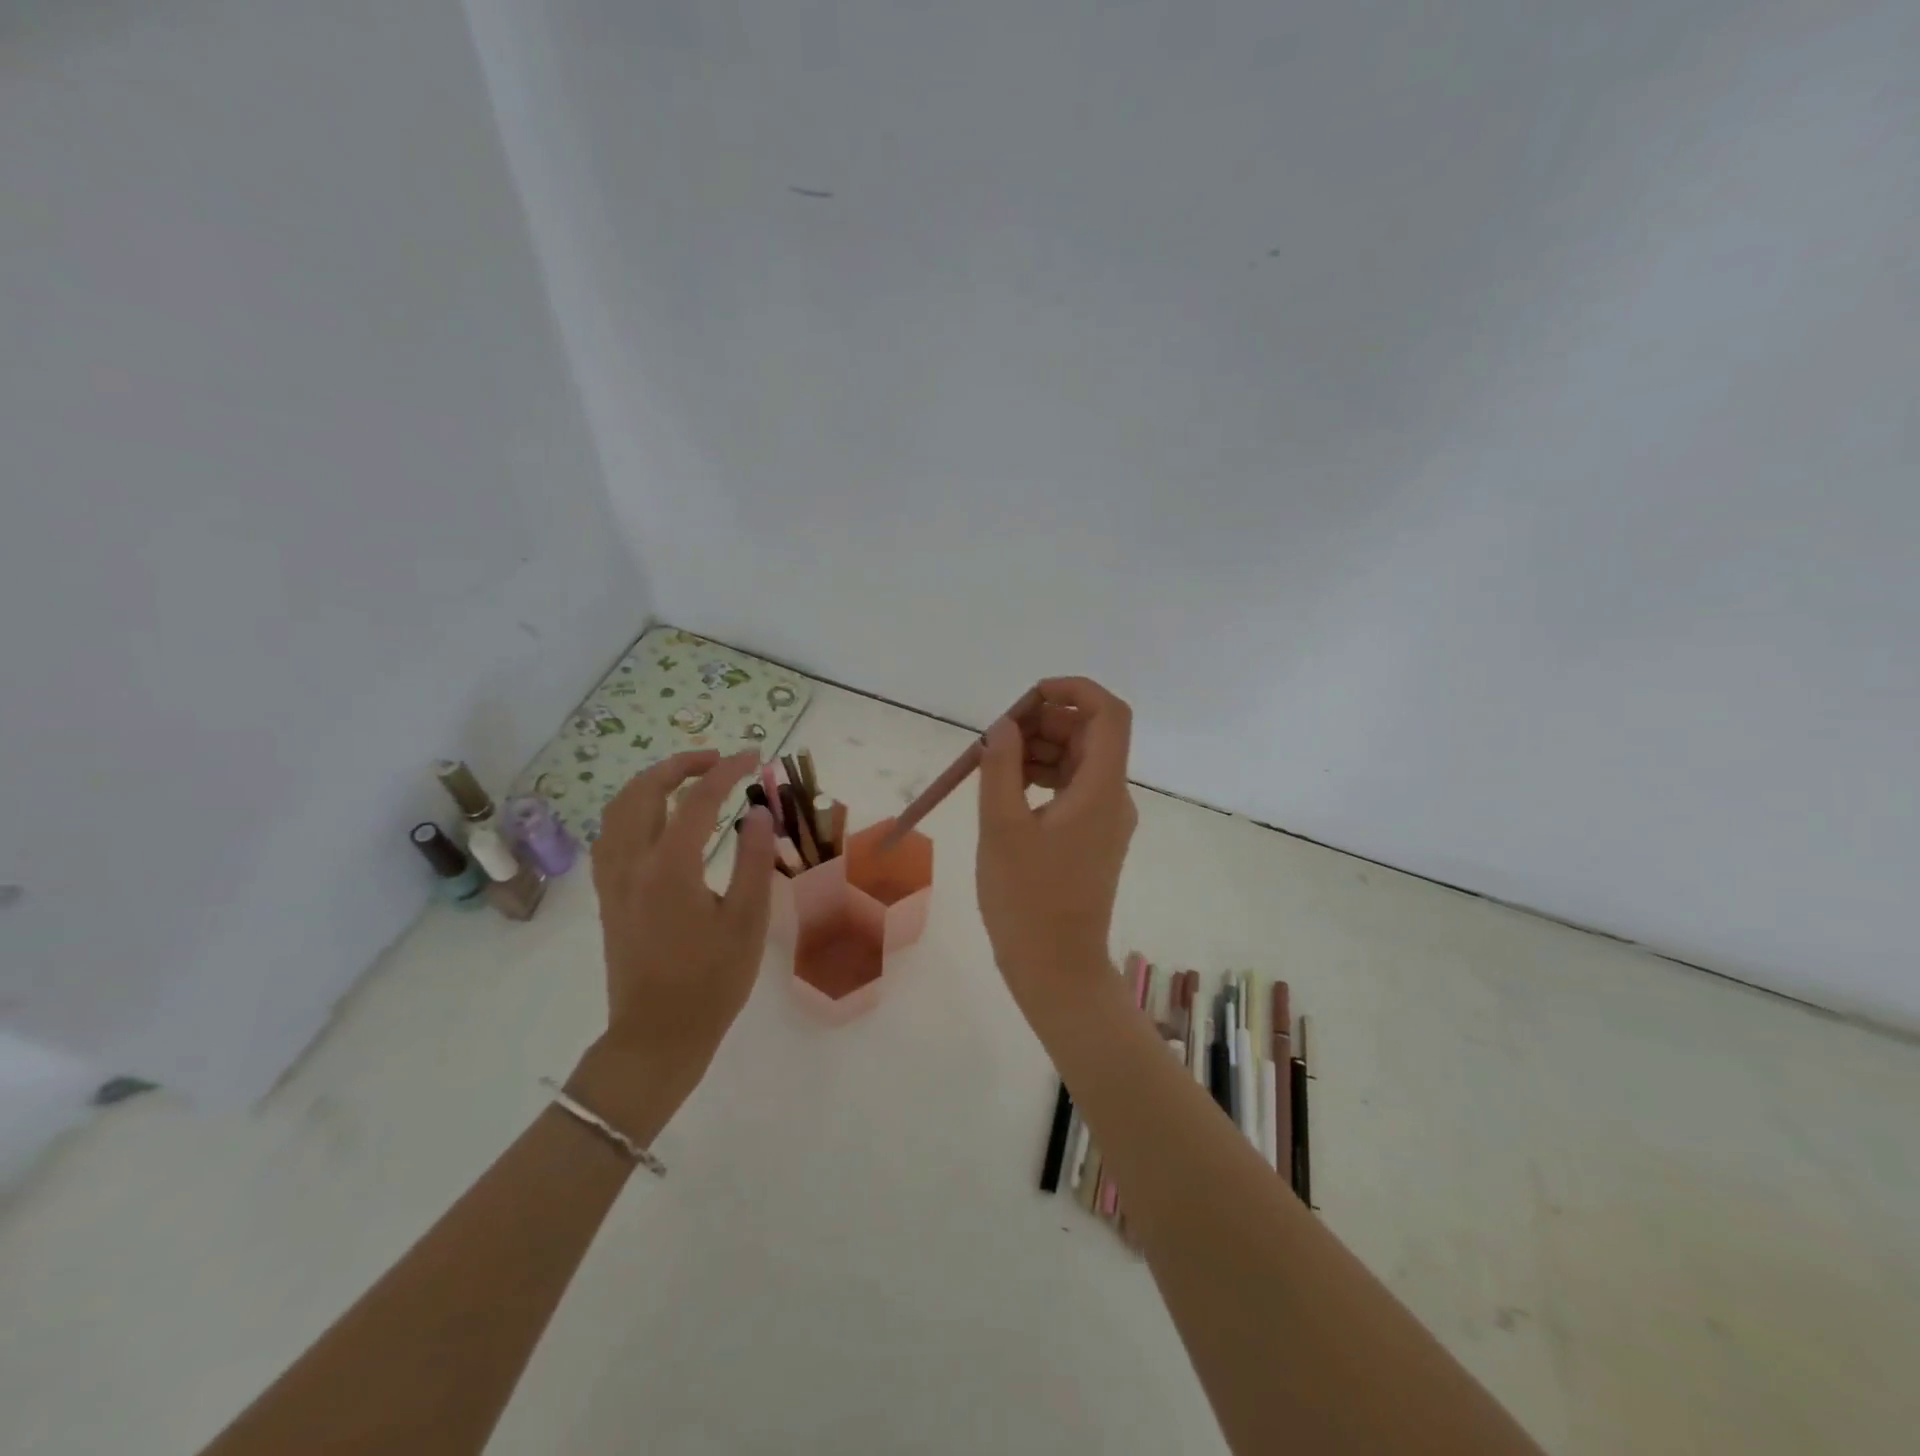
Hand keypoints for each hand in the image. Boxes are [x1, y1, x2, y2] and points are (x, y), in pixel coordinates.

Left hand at [570, 750, 776, 1136]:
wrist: (657, 1035)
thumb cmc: (711, 981)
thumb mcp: (748, 921)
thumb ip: (754, 860)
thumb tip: (758, 812)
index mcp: (670, 867)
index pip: (699, 799)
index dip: (728, 770)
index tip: (755, 757)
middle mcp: (632, 863)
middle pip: (645, 791)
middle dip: (682, 765)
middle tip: (719, 761)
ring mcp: (612, 879)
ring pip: (619, 809)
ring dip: (652, 783)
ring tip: (688, 779)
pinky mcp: (607, 896)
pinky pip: (610, 834)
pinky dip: (632, 810)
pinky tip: (655, 819)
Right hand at [976, 677, 1137, 1023]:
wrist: (1056, 968)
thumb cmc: (1027, 900)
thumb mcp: (1001, 827)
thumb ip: (1001, 767)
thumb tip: (1004, 726)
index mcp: (1101, 790)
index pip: (1109, 714)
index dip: (1074, 690)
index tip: (1028, 697)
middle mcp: (1113, 797)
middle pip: (1091, 734)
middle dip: (1046, 721)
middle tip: (998, 735)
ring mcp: (1105, 819)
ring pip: (1080, 760)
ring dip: (1041, 749)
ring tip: (995, 763)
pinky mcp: (1092, 837)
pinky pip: (1072, 788)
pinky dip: (1043, 777)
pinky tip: (1008, 787)